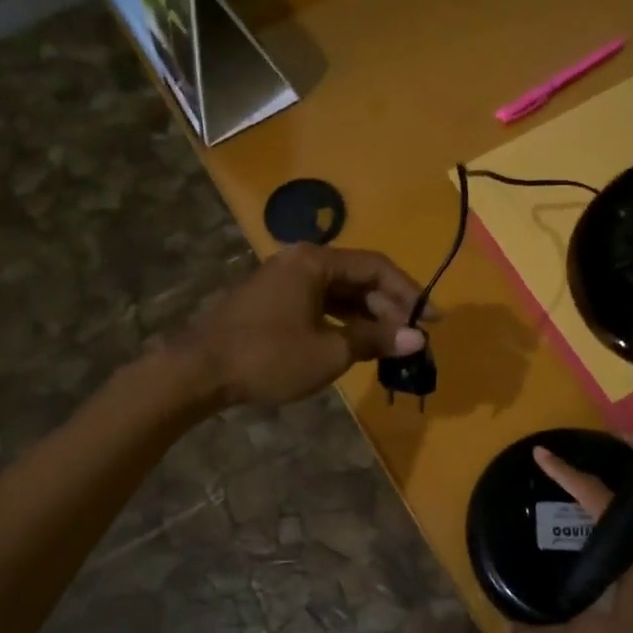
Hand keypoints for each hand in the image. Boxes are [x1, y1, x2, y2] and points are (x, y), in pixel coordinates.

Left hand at [174, 244, 428, 407]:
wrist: (199, 371)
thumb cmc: (268, 356)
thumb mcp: (329, 351)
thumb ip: (375, 340)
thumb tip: (417, 338)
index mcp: (316, 261)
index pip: (377, 268)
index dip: (410, 293)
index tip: (434, 319)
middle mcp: (300, 261)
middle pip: (358, 277)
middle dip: (389, 307)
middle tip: (412, 338)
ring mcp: (283, 280)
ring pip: (338, 293)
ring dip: (367, 316)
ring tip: (390, 344)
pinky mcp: (272, 301)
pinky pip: (319, 304)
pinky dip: (342, 321)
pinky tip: (356, 343)